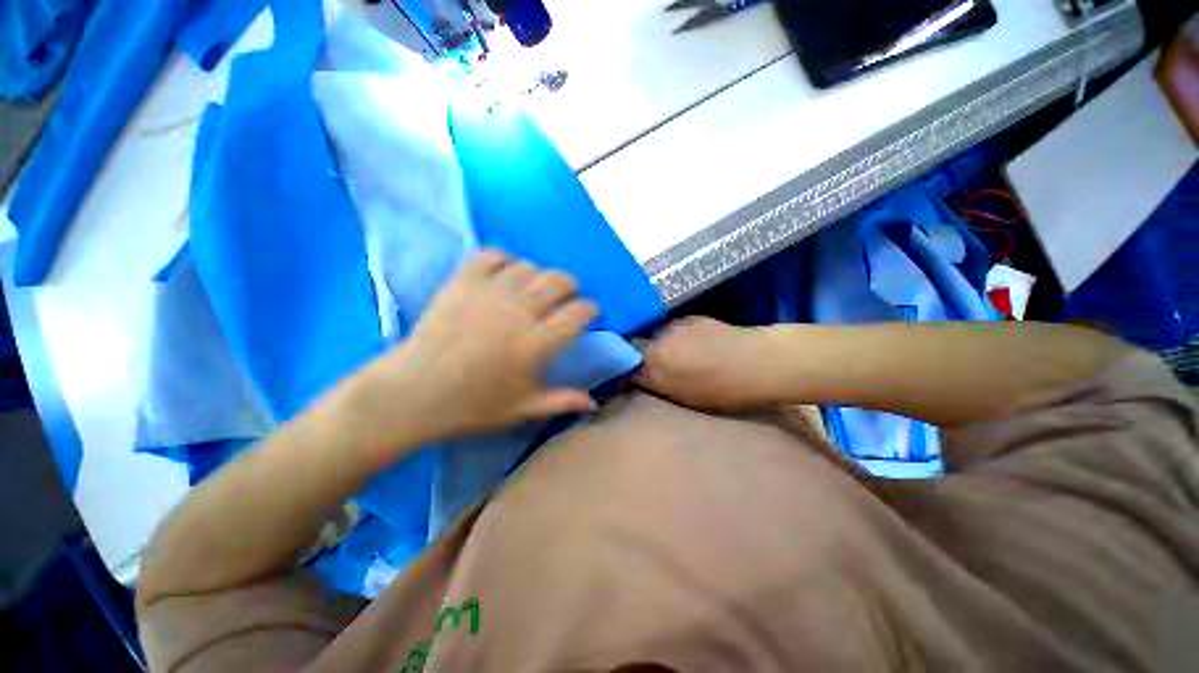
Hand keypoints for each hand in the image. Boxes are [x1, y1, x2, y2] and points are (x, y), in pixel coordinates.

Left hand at [352, 251, 598, 449]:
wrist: (411, 395)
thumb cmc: (471, 406)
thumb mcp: (521, 410)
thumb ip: (561, 401)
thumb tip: (594, 403)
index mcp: (535, 344)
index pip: (578, 313)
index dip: (590, 309)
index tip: (588, 313)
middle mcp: (517, 313)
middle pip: (558, 280)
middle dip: (570, 285)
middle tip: (566, 297)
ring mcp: (488, 294)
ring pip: (530, 267)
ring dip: (540, 275)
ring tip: (535, 289)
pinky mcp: (462, 283)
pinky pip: (491, 256)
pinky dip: (505, 259)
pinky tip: (506, 273)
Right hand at [635, 317, 780, 410]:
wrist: (757, 362)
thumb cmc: (722, 390)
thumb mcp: (683, 397)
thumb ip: (656, 384)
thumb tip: (640, 377)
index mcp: (655, 365)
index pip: (626, 366)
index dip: (627, 371)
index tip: (632, 377)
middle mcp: (658, 342)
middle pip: (638, 347)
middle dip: (642, 356)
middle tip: (658, 366)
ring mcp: (674, 327)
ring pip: (657, 337)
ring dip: (662, 346)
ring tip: (682, 355)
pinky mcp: (689, 318)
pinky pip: (674, 329)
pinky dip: (678, 337)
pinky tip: (696, 344)